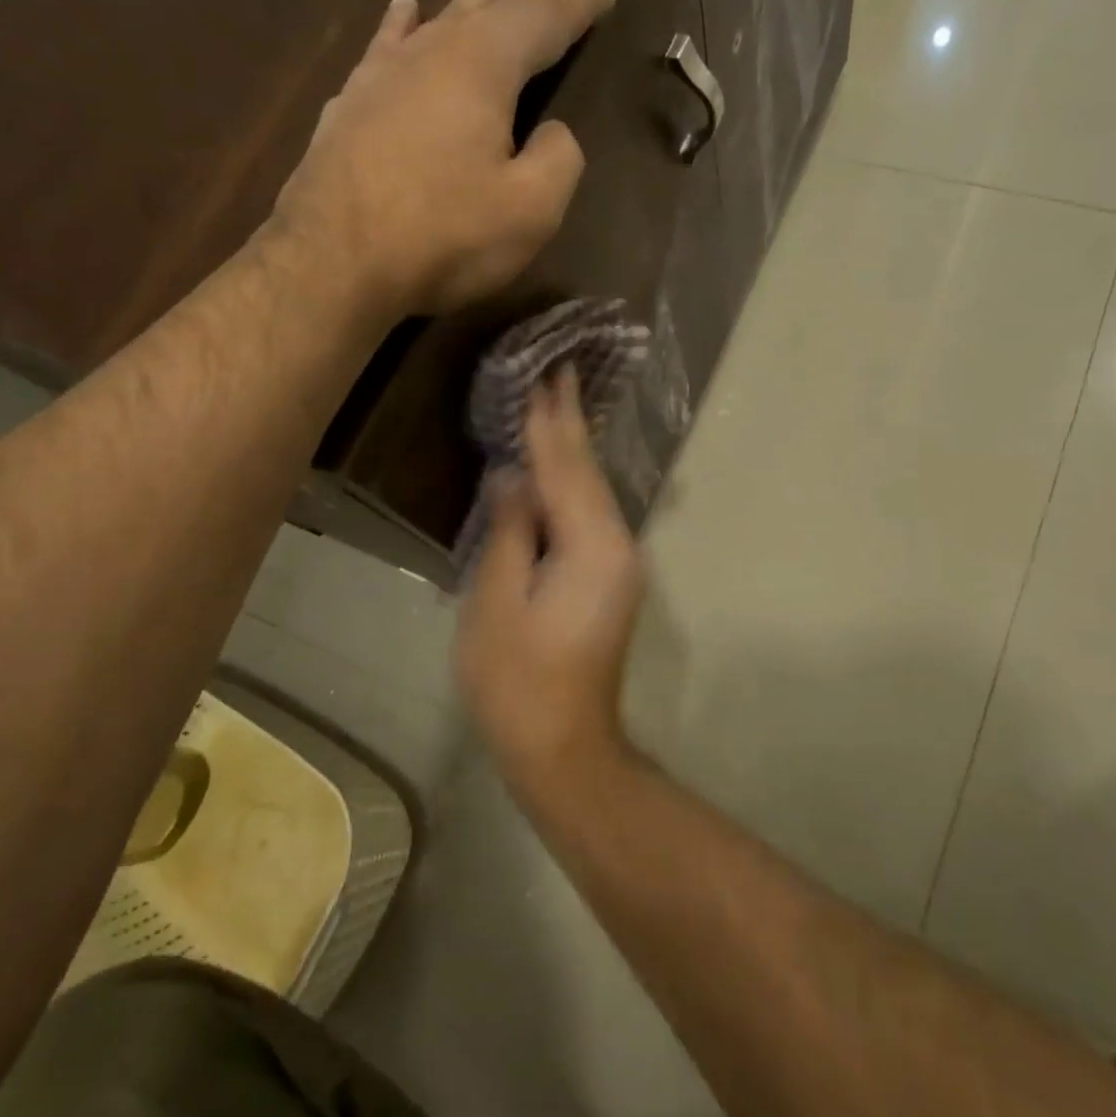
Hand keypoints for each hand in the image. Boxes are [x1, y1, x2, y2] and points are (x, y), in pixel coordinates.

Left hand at [271, 0, 618, 315]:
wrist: (335, 262)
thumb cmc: (444, 237)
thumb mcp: (530, 211)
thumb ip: (558, 160)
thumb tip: (552, 133)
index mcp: (484, 68)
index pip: (545, 19)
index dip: (581, 1)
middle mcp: (434, 52)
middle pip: (499, 2)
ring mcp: (385, 73)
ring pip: (446, 15)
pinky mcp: (352, 104)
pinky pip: (388, 45)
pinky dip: (405, 24)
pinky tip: (408, 7)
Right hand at [455, 368, 645, 797]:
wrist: (563, 744)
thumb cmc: (517, 681)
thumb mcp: (497, 602)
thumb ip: (509, 531)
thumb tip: (514, 477)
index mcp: (591, 545)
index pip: (564, 468)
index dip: (548, 422)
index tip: (544, 374)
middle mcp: (617, 544)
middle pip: (587, 473)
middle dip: (569, 423)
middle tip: (558, 372)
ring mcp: (619, 563)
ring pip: (592, 491)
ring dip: (572, 449)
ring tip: (557, 403)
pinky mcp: (609, 578)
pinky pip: (589, 514)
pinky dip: (571, 484)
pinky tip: (559, 466)